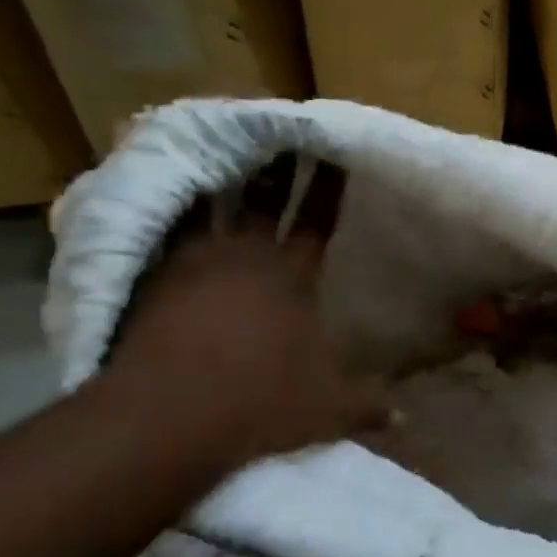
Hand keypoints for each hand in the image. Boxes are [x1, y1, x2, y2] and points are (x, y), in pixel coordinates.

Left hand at [104, 154, 391, 473]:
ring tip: (218, 149)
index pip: (318, 220)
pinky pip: (163, 232)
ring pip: (210, 206)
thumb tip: (406, 423)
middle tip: (280, 134)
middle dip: (277, 166)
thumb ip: (368, 407)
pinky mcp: (150, 278)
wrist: (168, 416)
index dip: (329, 187)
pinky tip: (165, 202)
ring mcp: (193, 263)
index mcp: (293, 276)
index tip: (334, 153)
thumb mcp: (328, 409)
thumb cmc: (261, 401)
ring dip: (219, 179)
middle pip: (264, 199)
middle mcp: (246, 257)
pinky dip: (170, 213)